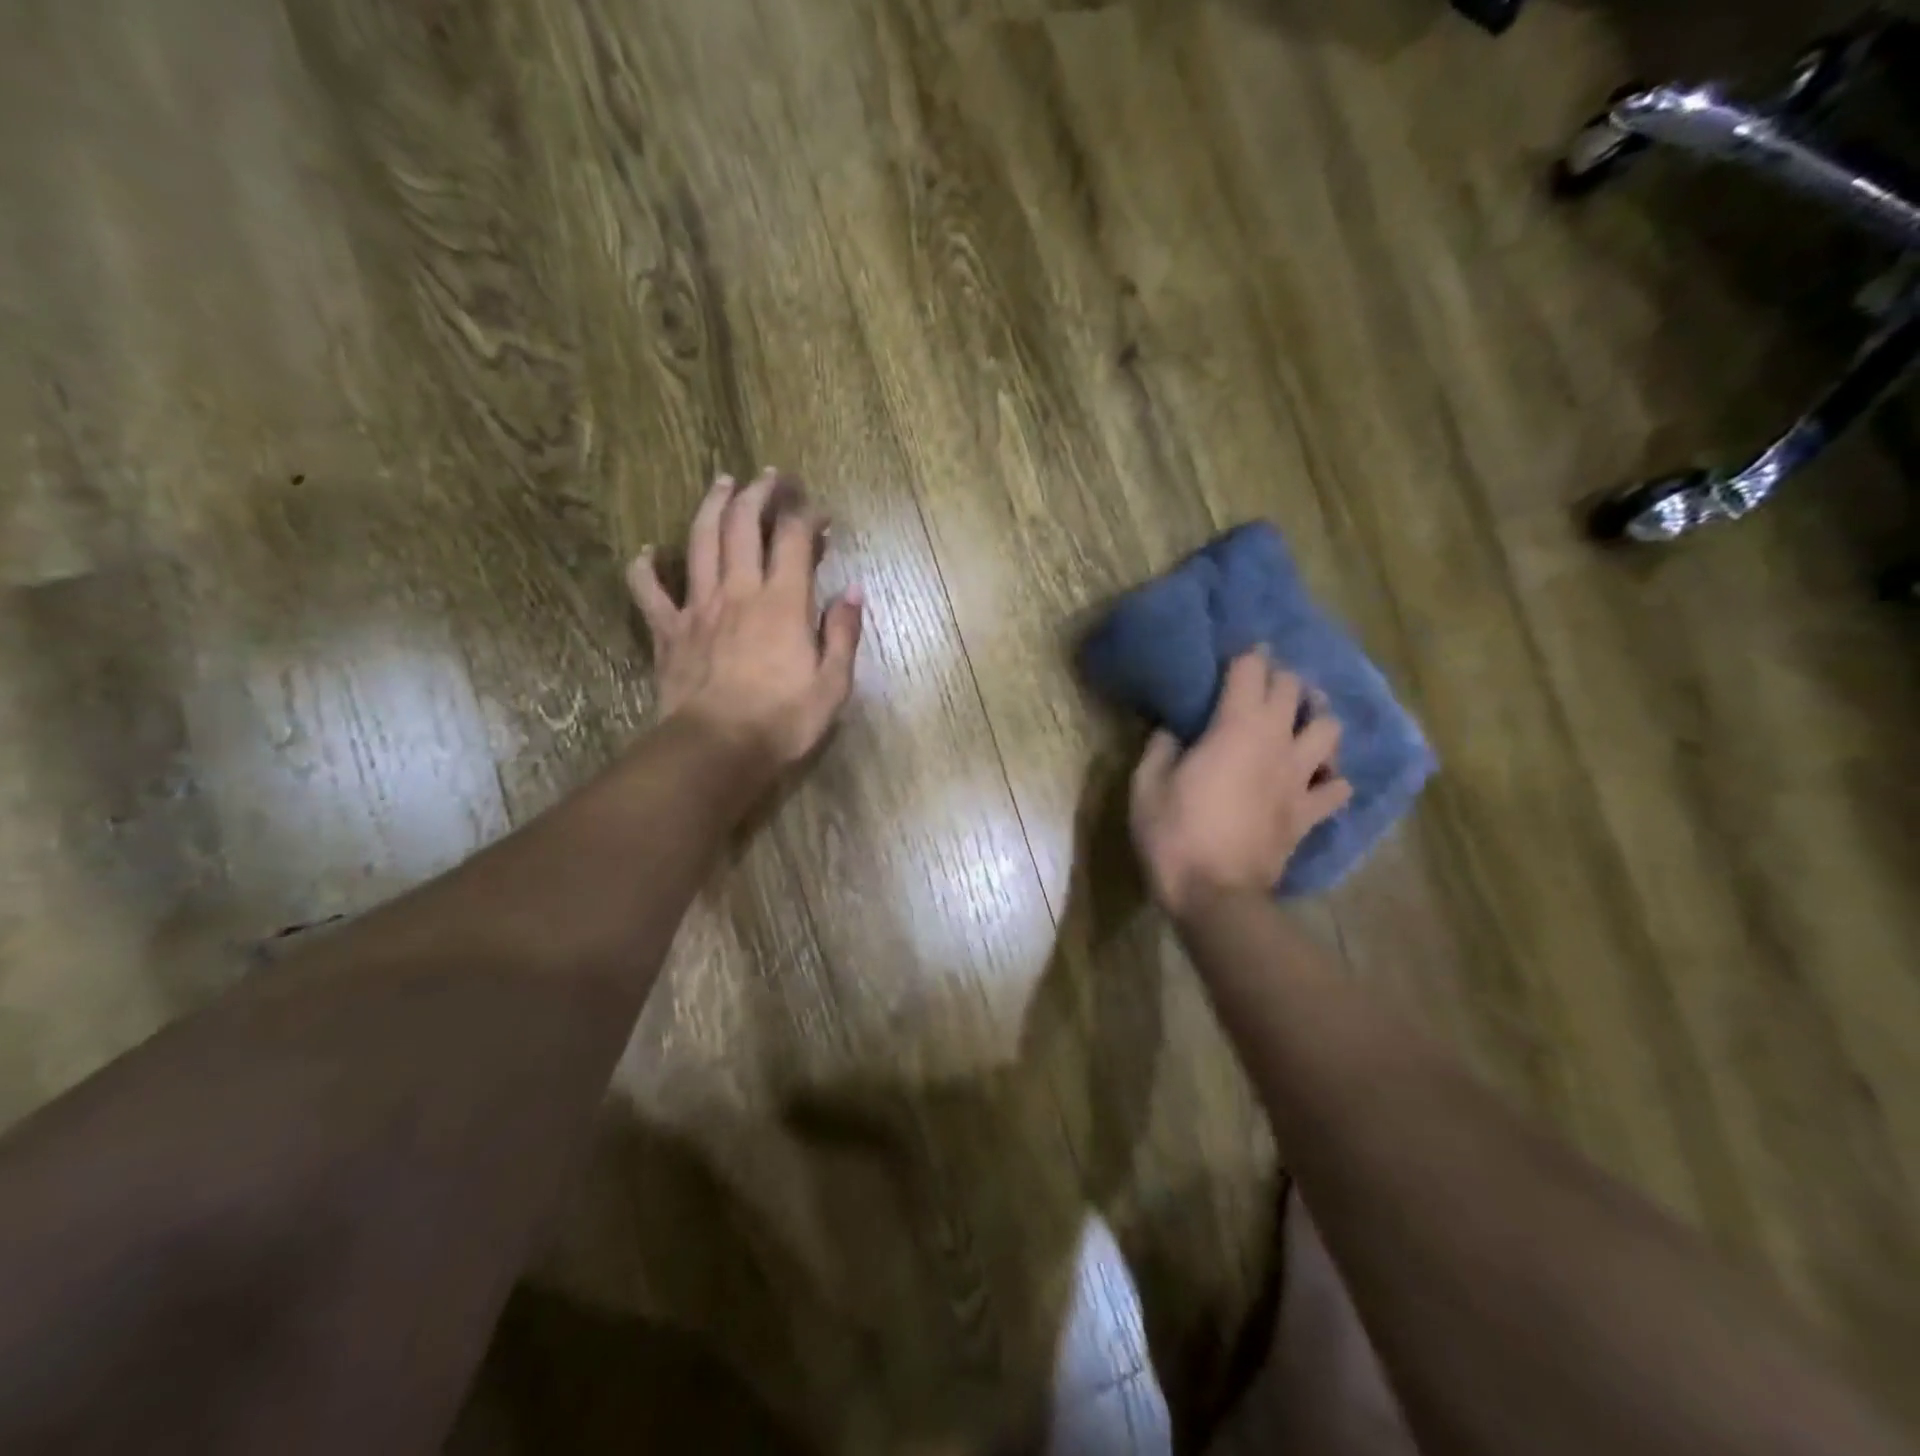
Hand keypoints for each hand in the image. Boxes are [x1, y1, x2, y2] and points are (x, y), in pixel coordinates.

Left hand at [627, 470, 863, 768]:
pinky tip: (647, 553)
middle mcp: (739, 591)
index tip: (819, 511)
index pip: (794, 540)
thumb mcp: (833, 684)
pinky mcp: (668, 630)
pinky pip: (648, 590)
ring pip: (700, 541)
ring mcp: (698, 607)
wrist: (717, 749)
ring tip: (721, 483)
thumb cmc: (783, 720)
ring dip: (712, 506)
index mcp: (783, 603)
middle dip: (758, 493)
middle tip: (768, 477)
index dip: (807, 516)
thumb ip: (843, 633)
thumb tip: (854, 591)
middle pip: (744, 525)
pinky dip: (645, 567)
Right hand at [1130, 651, 1351, 919]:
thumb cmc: (1173, 835)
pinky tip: (1317, 777)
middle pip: (1295, 690)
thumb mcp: (1146, 786)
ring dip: (1317, 716)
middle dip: (1280, 677)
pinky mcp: (1309, 814)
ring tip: (1301, 719)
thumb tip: (1174, 730)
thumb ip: (1161, 748)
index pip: (1251, 671)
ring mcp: (1300, 779)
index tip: (1237, 650)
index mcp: (1235, 728)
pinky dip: (1331, 777)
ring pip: (1330, 730)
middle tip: (1262, 681)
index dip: (1246, 654)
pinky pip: (1337, 787)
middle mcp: (1277, 743)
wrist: (1214, 896)